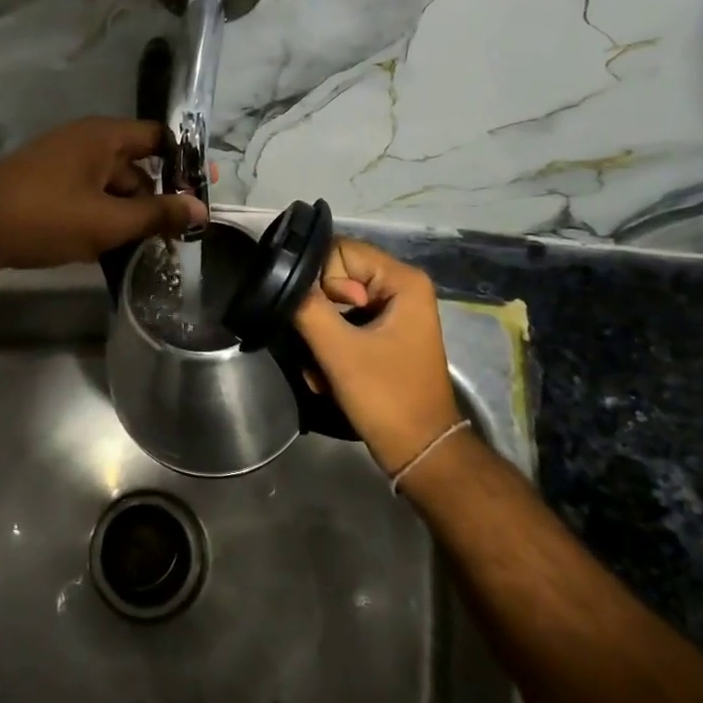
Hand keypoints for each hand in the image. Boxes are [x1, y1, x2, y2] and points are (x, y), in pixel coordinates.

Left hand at [0, 118, 205, 272]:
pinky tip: (107, 248)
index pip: (157, 137)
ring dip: (127, 213)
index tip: (203, 190)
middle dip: (155, 198)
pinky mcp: (43, 185)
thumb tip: (201, 209)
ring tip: (144, 249)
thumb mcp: (108, 221)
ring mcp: (60, 163)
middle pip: (134, 165)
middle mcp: (83, 141)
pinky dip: (101, 217)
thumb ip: (156, 214)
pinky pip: (86, 196)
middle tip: (176, 235)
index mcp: (103, 137)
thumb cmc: (45, 216)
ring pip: (109, 185)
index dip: (184, 162)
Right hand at [294, 238, 458, 474]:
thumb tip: (283, 281)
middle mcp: (401, 287)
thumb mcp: (339, 351)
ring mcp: (394, 311)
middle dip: (319, 312)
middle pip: (337, 276)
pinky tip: (328, 375)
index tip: (325, 318)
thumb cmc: (385, 396)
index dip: (321, 280)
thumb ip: (308, 308)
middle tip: (320, 348)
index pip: (341, 251)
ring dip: (321, 335)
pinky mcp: (385, 333)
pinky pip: (346, 323)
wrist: (419, 451)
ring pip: (336, 303)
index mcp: (402, 280)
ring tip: (323, 368)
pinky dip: (332, 346)